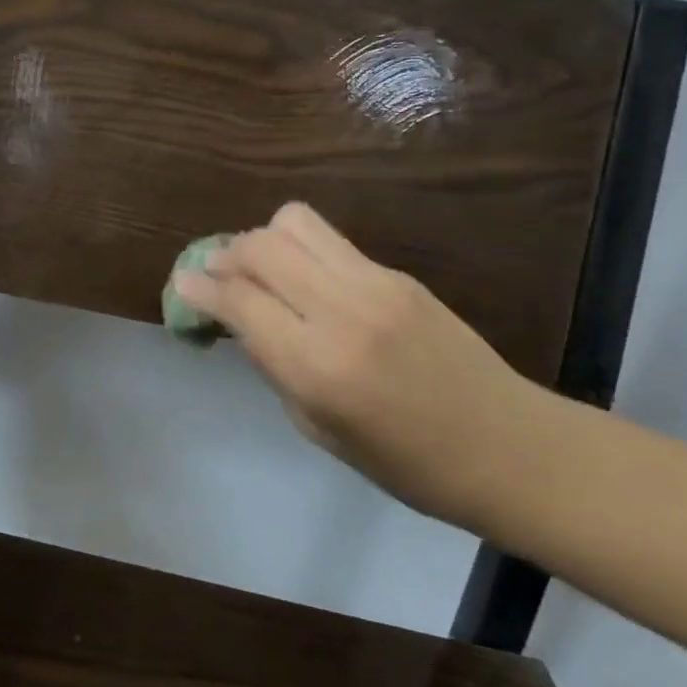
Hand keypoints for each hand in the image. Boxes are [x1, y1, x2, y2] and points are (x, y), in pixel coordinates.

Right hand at [172, 202, 549, 522]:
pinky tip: (304, 278)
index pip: (238, 301)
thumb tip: (241, 320)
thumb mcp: (318, 428)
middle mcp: (340, 310)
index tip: (180, 285)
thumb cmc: (406, 464)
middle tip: (216, 277)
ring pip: (293, 222)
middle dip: (224, 256)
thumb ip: (275, 364)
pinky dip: (300, 249)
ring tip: (261, 268)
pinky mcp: (396, 274)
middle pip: (259, 246)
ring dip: (262, 239)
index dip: (199, 288)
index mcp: (316, 366)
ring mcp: (374, 283)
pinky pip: (330, 240)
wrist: (506, 445)